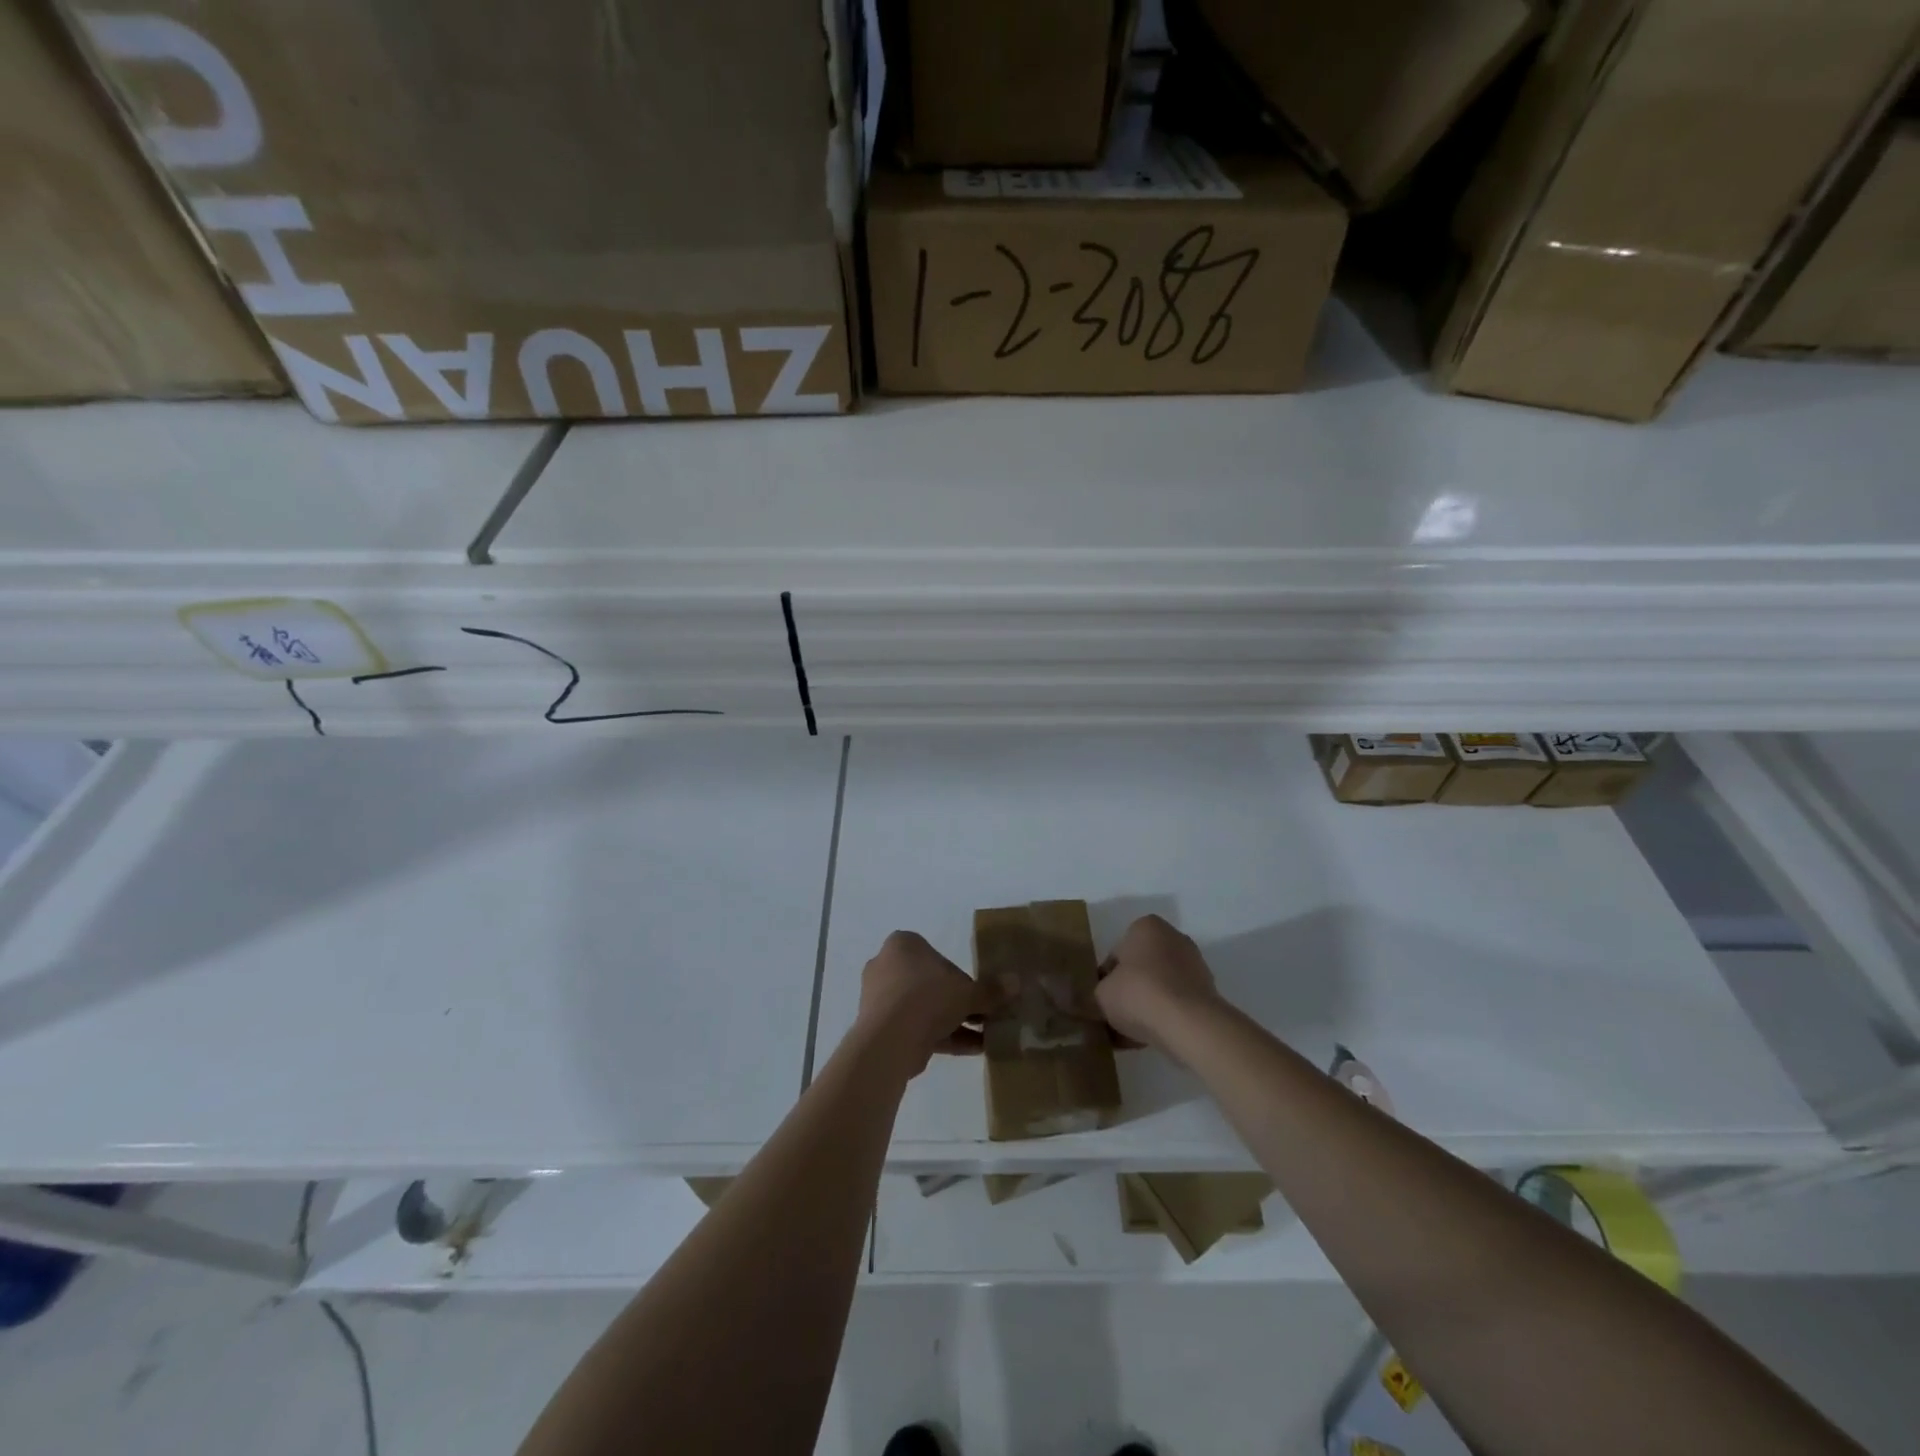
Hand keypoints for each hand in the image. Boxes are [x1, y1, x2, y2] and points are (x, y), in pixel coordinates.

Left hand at [856, 931, 993, 1077]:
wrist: (890, 1040)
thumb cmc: (928, 997)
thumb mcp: (968, 992)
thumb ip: (991, 990)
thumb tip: (1016, 983)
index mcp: (903, 945)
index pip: (937, 956)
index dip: (961, 976)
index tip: (978, 994)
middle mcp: (886, 966)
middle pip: (930, 983)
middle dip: (957, 1001)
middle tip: (983, 1016)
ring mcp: (880, 999)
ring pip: (923, 1008)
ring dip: (952, 1022)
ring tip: (983, 1038)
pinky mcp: (880, 1028)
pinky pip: (916, 1028)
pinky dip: (942, 1037)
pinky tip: (972, 1050)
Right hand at [1095, 915, 1221, 1053]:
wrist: (1188, 1024)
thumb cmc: (1139, 994)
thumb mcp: (1100, 994)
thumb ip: (1096, 993)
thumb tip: (1099, 999)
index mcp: (1146, 927)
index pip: (1117, 953)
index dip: (1105, 979)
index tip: (1101, 1000)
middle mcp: (1173, 938)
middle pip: (1140, 969)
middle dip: (1128, 991)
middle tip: (1114, 1016)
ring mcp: (1193, 966)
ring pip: (1159, 988)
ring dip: (1145, 1006)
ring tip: (1128, 1034)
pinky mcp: (1206, 993)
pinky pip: (1175, 1004)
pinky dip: (1163, 1017)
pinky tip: (1147, 1039)